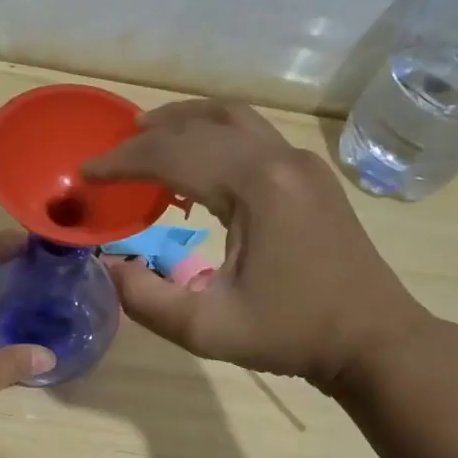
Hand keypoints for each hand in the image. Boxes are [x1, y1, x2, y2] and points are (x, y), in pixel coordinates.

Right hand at [83, 99, 430, 389]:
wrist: (373, 338)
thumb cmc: (291, 334)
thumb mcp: (206, 328)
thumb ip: (145, 298)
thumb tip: (107, 266)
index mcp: (256, 187)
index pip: (173, 154)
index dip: (122, 162)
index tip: (85, 174)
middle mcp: (280, 159)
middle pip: (201, 125)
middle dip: (148, 136)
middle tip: (109, 155)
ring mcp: (302, 163)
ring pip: (233, 118)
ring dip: (184, 122)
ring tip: (145, 136)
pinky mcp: (311, 176)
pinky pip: (253, 136)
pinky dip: (214, 137)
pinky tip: (196, 165)